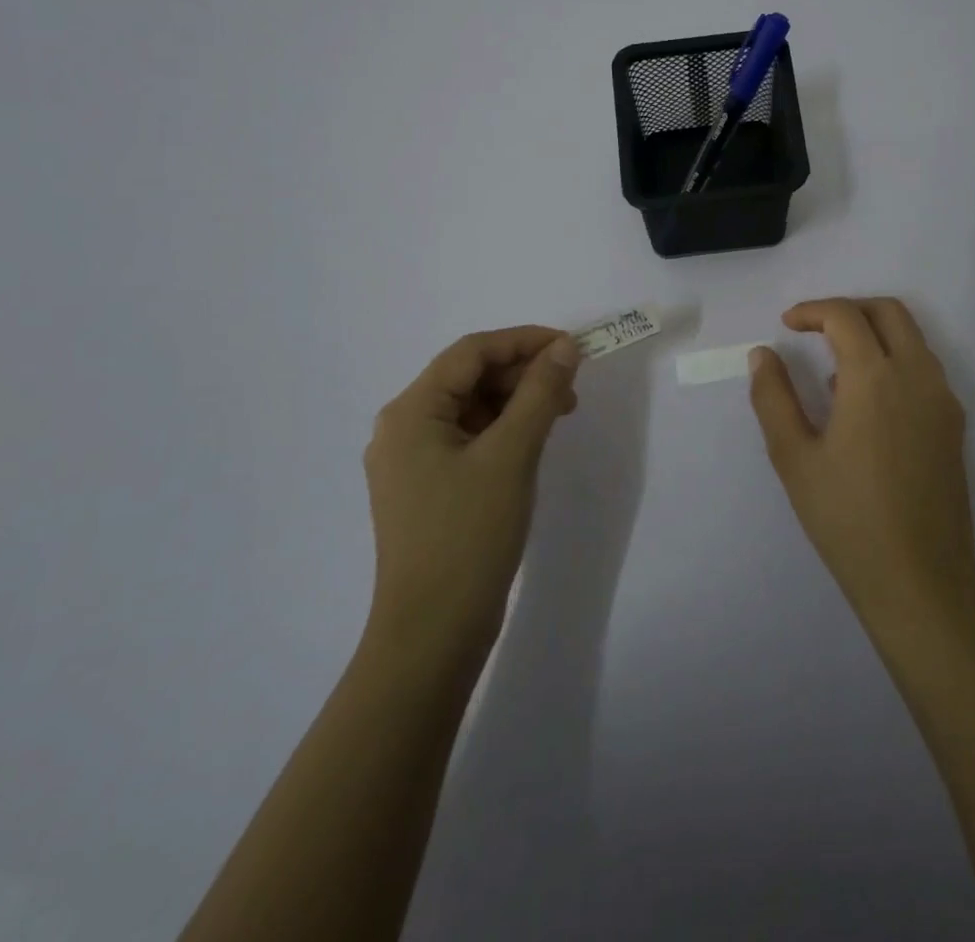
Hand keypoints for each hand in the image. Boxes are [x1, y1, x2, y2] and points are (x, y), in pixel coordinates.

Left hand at [362, 326, 580, 673]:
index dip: (524, 341)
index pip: (471, 352)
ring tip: (560, 413)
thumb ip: (540, 393)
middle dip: (522, 373)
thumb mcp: (512, 454)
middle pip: (468, 378)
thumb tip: (564, 348)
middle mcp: (403, 428)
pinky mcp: (428, 488)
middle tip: (571, 387)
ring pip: (471, 408)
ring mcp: (412, 462)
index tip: (571, 348)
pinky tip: (533, 442)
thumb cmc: (469, 535)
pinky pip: (469, 439)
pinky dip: (504, 430)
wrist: (432, 633)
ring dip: (517, 401)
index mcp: (411, 412)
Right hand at [748, 297, 974, 628]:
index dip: (812, 311)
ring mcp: (943, 399)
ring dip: (874, 333)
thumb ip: (774, 397)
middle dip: (848, 309)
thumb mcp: (794, 457)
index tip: (786, 325)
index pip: (845, 316)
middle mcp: (917, 375)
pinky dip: (894, 360)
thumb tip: (763, 354)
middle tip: (814, 330)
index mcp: (875, 377)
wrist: (919, 578)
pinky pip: (924, 368)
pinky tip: (866, 402)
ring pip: (912, 337)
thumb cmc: (847, 517)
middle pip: (888, 311)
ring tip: (835, 368)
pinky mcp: (954, 424)